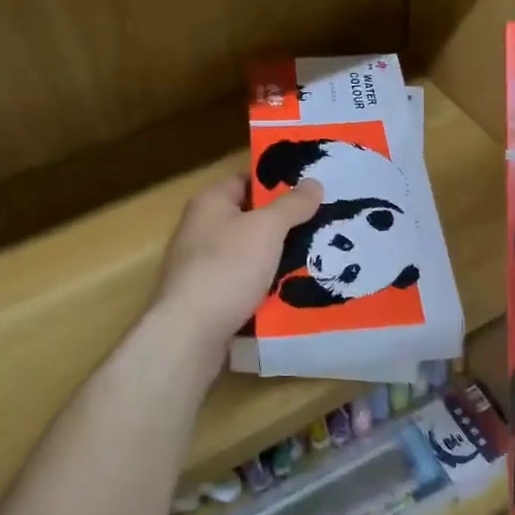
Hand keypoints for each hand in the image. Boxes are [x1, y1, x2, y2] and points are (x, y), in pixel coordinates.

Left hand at [151, 173, 322, 372]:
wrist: (190, 334)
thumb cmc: (227, 268)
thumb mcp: (267, 228)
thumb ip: (292, 204)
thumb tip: (314, 182)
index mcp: (210, 203)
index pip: (247, 180)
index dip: (278, 183)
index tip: (311, 191)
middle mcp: (202, 229)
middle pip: (251, 219)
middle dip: (286, 225)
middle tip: (324, 226)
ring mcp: (204, 266)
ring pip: (252, 255)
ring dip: (280, 259)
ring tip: (320, 259)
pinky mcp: (211, 299)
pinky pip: (247, 285)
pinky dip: (268, 287)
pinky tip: (296, 292)